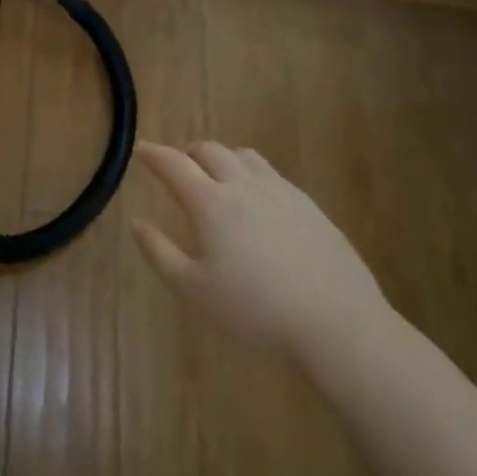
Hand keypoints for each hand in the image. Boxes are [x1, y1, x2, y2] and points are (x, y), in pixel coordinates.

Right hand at [131, 140, 388, 354]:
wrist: (339, 327)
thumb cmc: (255, 311)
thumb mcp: (192, 291)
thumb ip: (159, 252)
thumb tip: (137, 222)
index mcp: (211, 203)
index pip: (174, 165)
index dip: (154, 154)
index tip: (141, 148)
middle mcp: (245, 186)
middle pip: (211, 151)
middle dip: (188, 153)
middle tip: (178, 167)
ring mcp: (283, 194)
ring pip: (246, 157)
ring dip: (223, 159)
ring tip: (218, 178)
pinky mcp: (312, 209)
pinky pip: (274, 176)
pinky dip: (254, 176)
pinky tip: (259, 204)